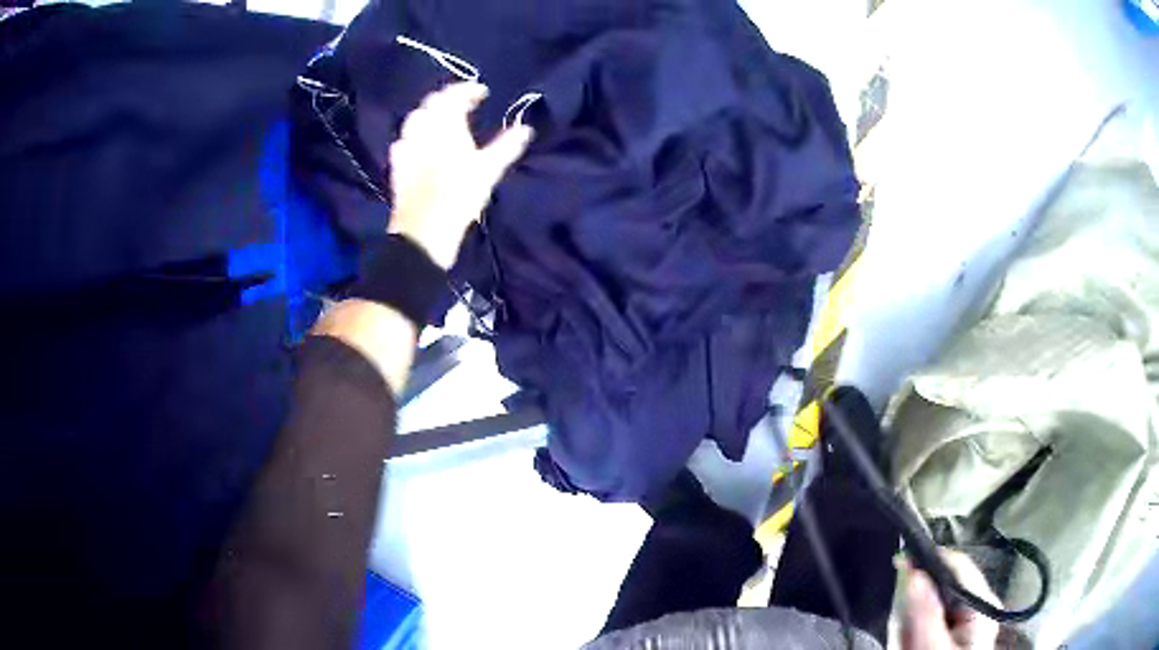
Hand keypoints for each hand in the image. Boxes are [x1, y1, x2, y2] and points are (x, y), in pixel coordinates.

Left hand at [387, 81, 533, 268]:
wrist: (424, 230)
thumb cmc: (459, 196)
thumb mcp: (489, 170)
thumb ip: (506, 146)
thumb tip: (525, 129)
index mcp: (445, 125)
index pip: (453, 95)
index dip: (468, 90)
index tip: (482, 92)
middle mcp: (422, 130)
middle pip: (431, 103)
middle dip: (446, 99)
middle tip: (462, 103)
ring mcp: (406, 147)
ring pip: (414, 119)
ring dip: (428, 114)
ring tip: (440, 120)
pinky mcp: (397, 166)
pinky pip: (403, 141)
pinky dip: (413, 136)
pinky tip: (418, 144)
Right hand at [902, 550, 999, 649]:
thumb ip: (925, 615)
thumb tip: (913, 572)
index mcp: (982, 604)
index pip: (957, 566)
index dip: (929, 561)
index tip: (898, 564)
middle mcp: (978, 606)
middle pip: (944, 584)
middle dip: (918, 600)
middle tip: (902, 625)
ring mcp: (966, 620)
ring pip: (933, 602)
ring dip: (914, 617)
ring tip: (907, 640)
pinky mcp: (952, 632)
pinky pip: (930, 618)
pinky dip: (915, 628)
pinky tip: (911, 641)